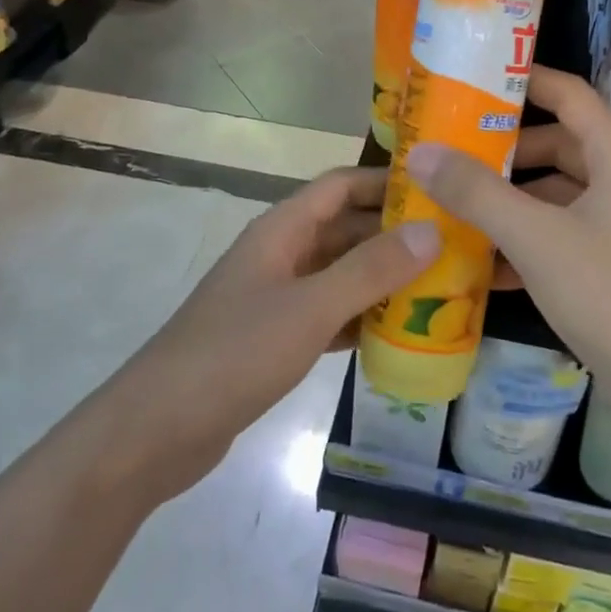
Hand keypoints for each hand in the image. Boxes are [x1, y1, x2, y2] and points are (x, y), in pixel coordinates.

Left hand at [118, 168, 439, 496]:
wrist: (157, 431)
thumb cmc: (234, 354)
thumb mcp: (310, 308)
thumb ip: (370, 270)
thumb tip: (432, 231)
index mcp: (282, 230)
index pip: (340, 185)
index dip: (385, 181)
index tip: (438, 187)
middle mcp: (281, 254)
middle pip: (344, 229)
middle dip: (394, 233)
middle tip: (454, 243)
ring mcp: (277, 297)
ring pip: (340, 273)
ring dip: (383, 277)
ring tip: (441, 286)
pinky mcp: (276, 338)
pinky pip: (330, 314)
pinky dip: (362, 318)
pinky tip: (401, 333)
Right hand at [404, 67, 610, 387]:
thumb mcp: (536, 237)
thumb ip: (476, 193)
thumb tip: (421, 153)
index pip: (570, 95)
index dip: (526, 80)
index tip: (475, 80)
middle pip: (558, 144)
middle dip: (505, 149)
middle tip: (450, 148)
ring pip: (554, 194)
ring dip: (509, 199)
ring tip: (453, 202)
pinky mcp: (609, 265)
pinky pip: (559, 235)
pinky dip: (523, 240)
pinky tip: (479, 262)